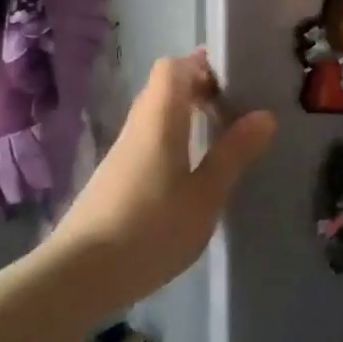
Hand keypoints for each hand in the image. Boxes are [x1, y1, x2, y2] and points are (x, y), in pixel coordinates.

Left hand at [52, 50, 275, 297]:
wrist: (78, 278)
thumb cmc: (150, 229)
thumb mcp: (206, 195)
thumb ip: (234, 153)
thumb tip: (265, 115)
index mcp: (160, 121)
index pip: (175, 68)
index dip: (203, 64)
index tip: (237, 75)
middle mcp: (137, 128)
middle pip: (165, 89)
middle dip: (201, 88)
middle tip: (238, 105)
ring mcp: (122, 155)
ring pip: (157, 117)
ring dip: (188, 116)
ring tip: (224, 135)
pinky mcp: (116, 180)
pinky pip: (150, 141)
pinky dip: (176, 140)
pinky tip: (194, 170)